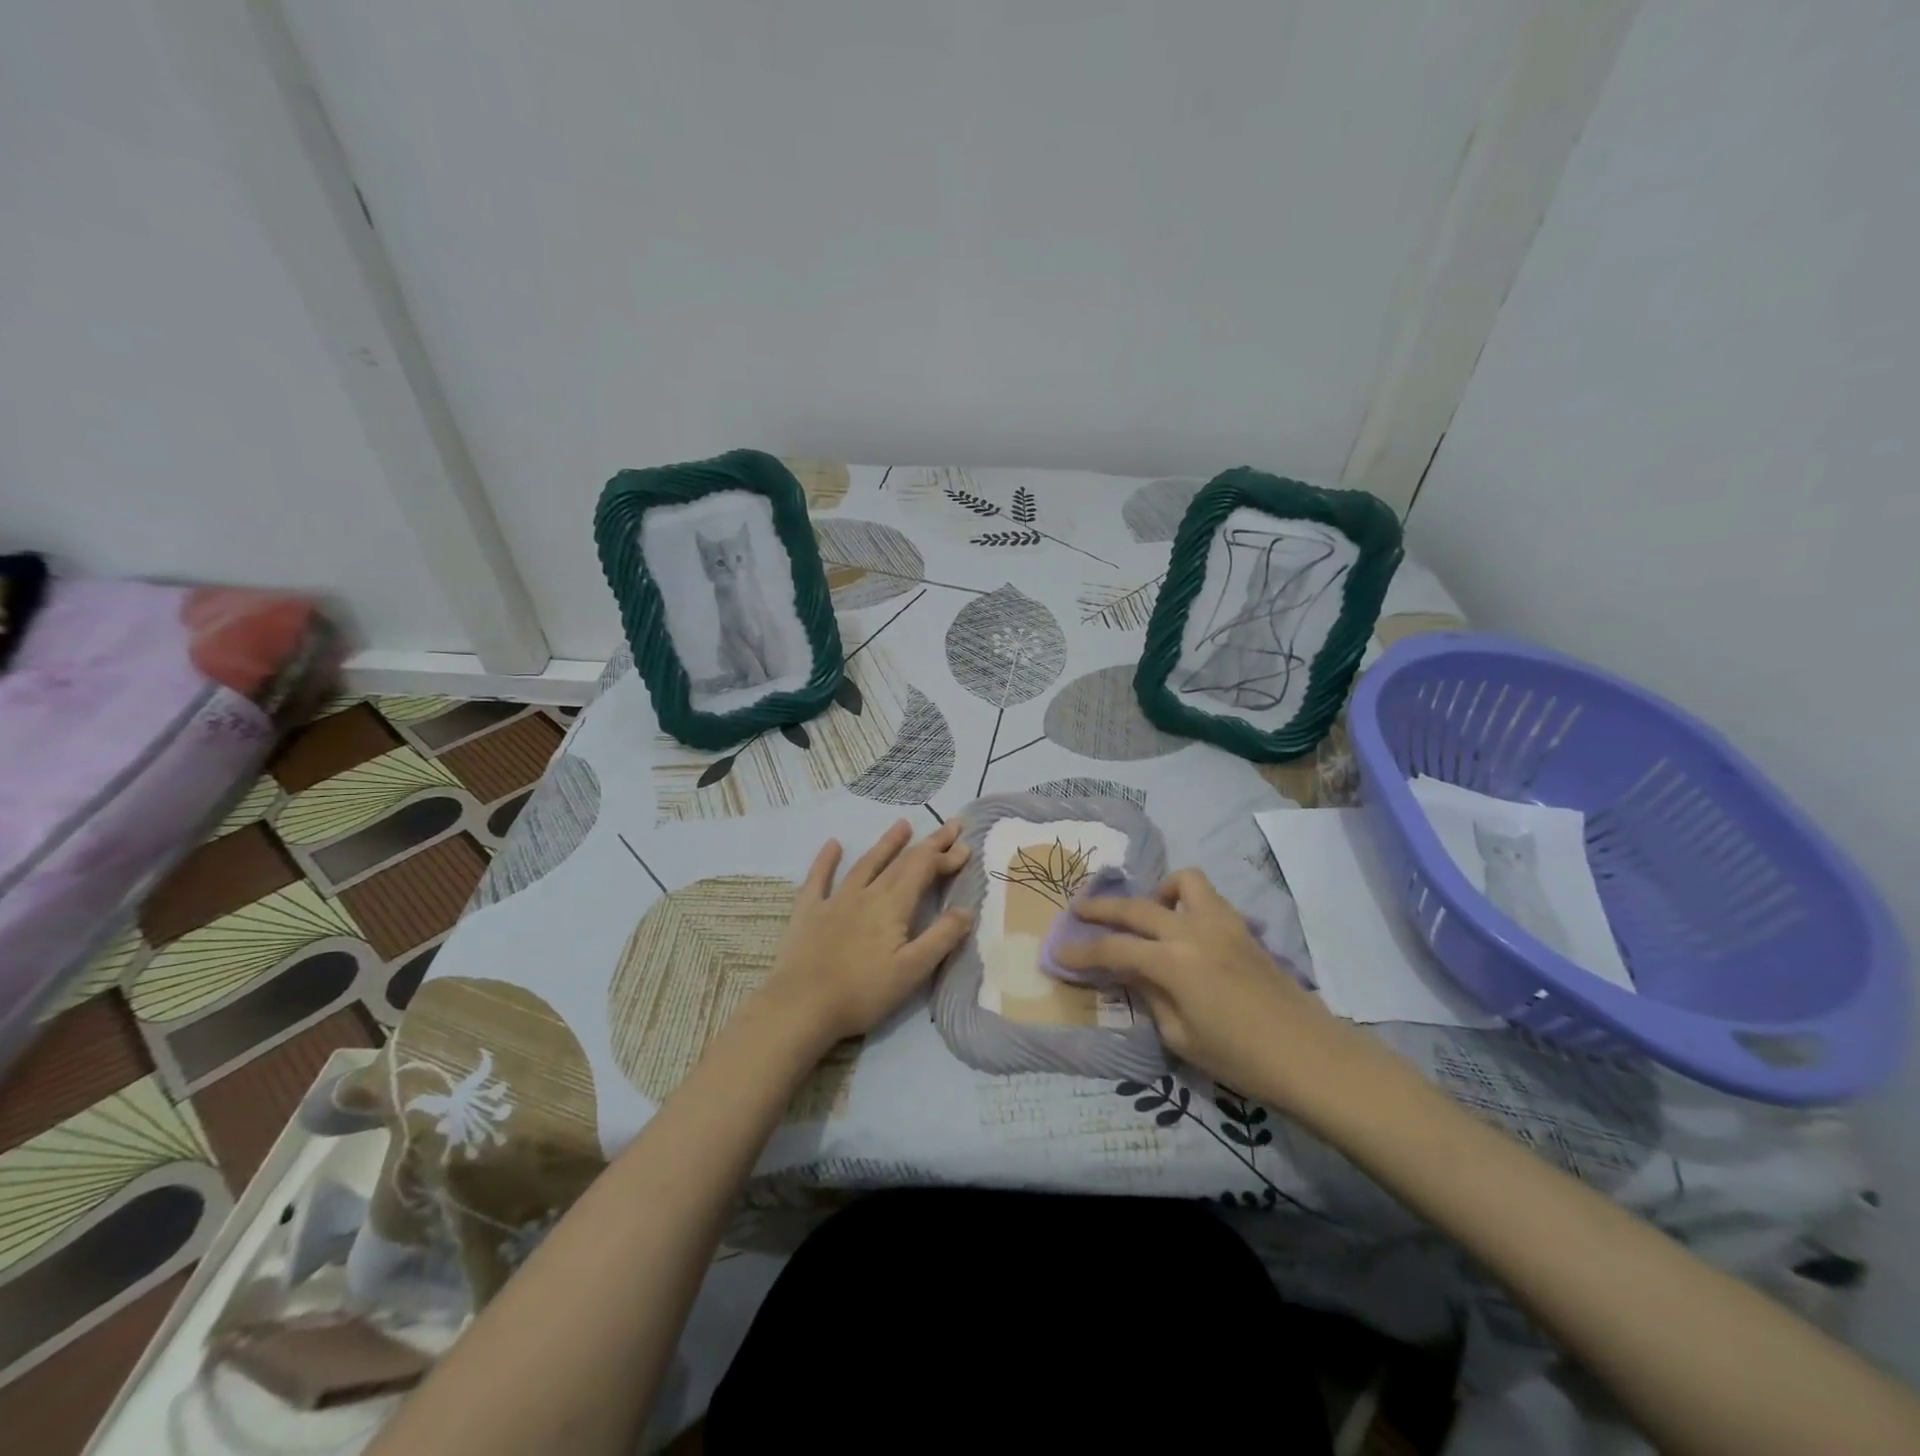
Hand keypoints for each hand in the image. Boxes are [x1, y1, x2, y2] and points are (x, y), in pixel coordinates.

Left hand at [760, 819, 973, 1048]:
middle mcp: (866, 893)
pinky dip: (827, 860)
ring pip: (866, 863)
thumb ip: (941, 938)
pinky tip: (833, 844)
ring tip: (903, 825)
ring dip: (886, 844)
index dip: (945, 857)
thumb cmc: (862, 992)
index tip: (966, 846)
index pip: (924, 870)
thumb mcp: (912, 971)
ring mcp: (834, 900)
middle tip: (949, 825)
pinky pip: (819, 878)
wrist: (801, 1006)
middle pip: (901, 862)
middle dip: (928, 843)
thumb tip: (966, 909)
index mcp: (892, 905)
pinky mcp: (809, 912)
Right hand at [1053, 868, 1371, 1109]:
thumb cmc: (1241, 1058)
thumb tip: (1132, 972)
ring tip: (1149, 915)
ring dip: (1157, 892)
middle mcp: (1193, 931)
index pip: (1114, 949)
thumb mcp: (1181, 1036)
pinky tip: (1186, 929)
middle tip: (1079, 911)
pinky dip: (1188, 901)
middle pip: (1136, 906)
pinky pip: (1208, 897)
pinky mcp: (1242, 927)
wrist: (1311, 1057)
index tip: (1059, 951)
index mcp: (1173, 962)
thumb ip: (1150, 995)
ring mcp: (1222, 923)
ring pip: (1182, 882)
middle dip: (1101, 907)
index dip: (1082, 951)